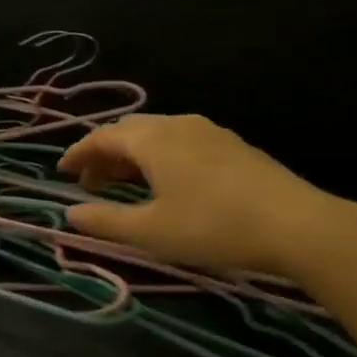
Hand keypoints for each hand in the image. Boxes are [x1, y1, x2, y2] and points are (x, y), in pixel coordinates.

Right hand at [59, 114, 356, 278]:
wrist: (295, 224)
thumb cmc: (212, 226)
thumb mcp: (150, 231)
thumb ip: (105, 221)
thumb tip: (70, 213)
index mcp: (153, 139)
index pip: (103, 137)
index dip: (78, 153)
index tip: (61, 172)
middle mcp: (179, 125)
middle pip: (130, 131)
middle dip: (104, 154)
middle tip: (90, 184)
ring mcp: (210, 132)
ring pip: (158, 135)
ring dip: (132, 157)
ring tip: (123, 185)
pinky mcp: (232, 146)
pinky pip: (181, 142)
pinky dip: (159, 157)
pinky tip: (166, 183)